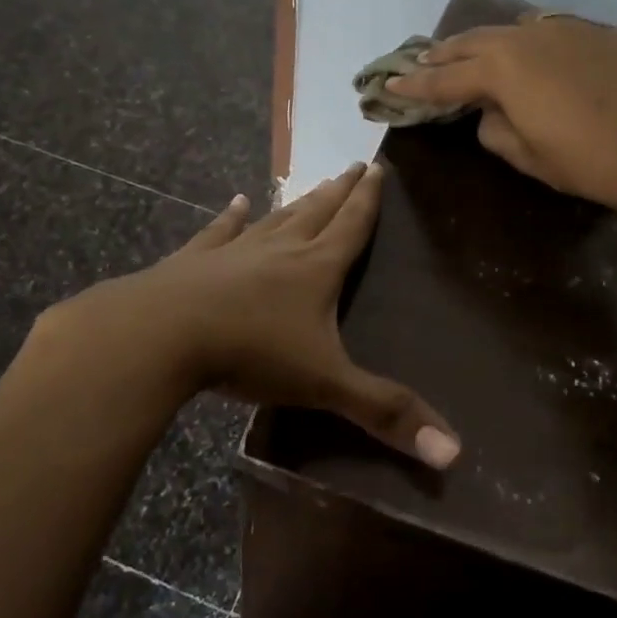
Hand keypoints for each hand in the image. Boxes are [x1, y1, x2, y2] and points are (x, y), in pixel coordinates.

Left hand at [70, 163, 458, 467]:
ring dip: (297, 203)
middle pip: (317, 213)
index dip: (368, 200)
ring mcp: (233, 251)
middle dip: (340, 191)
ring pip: (275, 219)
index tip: (377, 168)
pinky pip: (218, 232)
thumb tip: (454, 452)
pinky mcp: (194, 262)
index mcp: (316, 270)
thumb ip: (385, 413)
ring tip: (313, 184)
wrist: (161, 335)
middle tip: (354, 165)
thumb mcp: (325, 385)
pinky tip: (236, 203)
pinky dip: (229, 218)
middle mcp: (279, 250)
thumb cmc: (251, 353)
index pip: (352, 227)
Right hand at [384, 14, 616, 217]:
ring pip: (520, 28)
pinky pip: (563, 34)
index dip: (415, 83)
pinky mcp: (610, 35)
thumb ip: (495, 129)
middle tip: (426, 59)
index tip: (390, 83)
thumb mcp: (527, 156)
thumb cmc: (586, 162)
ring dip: (493, 42)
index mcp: (503, 69)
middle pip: (477, 41)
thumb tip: (492, 112)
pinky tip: (549, 60)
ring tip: (481, 52)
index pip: (447, 78)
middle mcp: (531, 38)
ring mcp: (574, 30)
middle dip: (447, 52)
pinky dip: (543, 46)